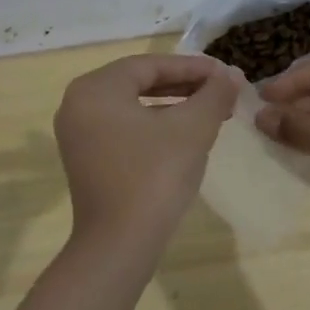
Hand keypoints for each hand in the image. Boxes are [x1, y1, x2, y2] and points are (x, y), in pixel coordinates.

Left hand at [53, 54, 237, 249]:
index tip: (225, 74)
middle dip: (184, 85)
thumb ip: (214, 94)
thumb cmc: (155, 176)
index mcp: (96, 88)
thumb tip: (231, 74)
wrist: (120, 244)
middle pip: (139, 82)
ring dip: (172, 105)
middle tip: (221, 91)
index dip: (192, 67)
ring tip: (210, 112)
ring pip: (133, 106)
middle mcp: (78, 104)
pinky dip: (154, 125)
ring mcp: (77, 133)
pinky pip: (123, 128)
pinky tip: (184, 135)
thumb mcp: (193, 128)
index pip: (150, 65)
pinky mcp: (85, 159)